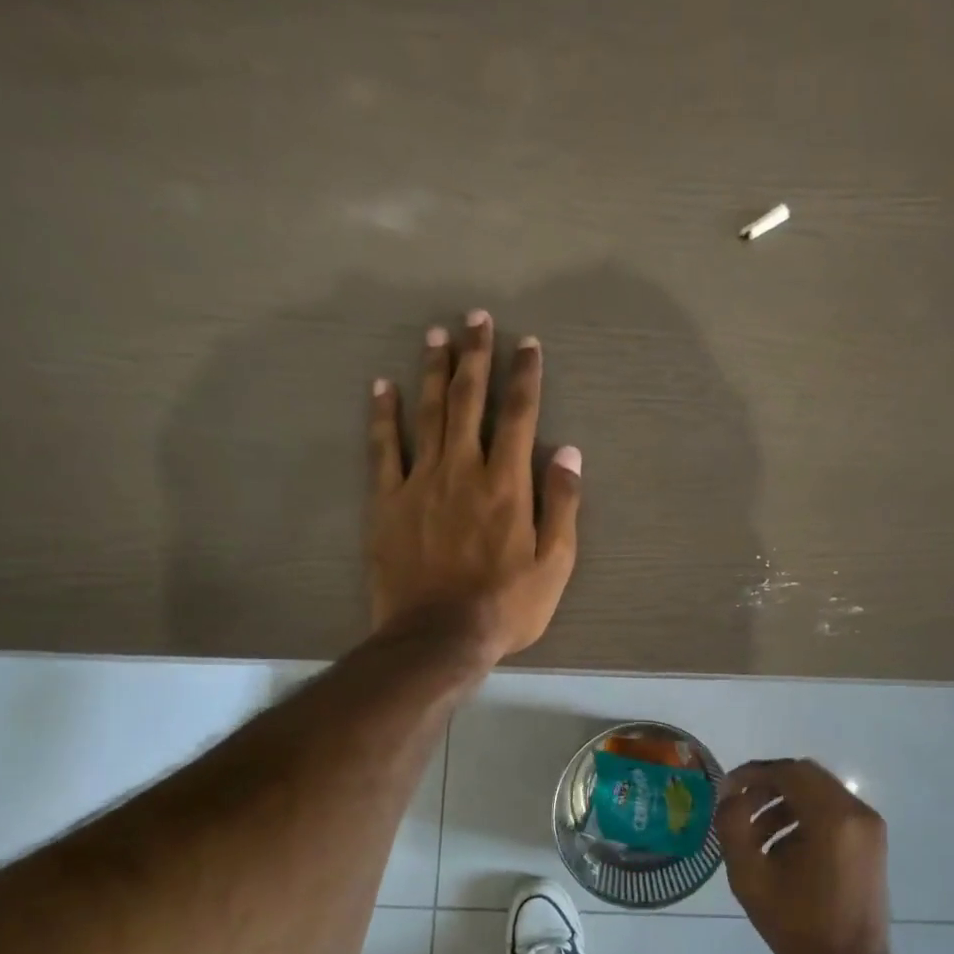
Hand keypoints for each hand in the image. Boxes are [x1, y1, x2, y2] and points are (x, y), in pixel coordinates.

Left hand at [367, 311, 581, 661]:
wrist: (438, 636)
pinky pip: (384, 448)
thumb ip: (562, 505)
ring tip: (436, 335)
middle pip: (469, 400)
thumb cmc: (505, 605)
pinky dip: (384, 415)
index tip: (527, 344)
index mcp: (507, 484)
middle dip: (475, 356)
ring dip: (433, 371)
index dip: (524, 376)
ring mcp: (421, 482)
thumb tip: (570, 453)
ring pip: (428, 413)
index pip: (520, 416)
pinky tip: (382, 386)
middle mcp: (464, 469)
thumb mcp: (554, 564)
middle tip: (476, 317)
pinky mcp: (388, 501)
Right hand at [716, 759, 894, 953]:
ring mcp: (869, 826)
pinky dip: (804, 816)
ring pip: (819, 793)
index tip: (726, 790)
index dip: (753, 774)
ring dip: (784, 802)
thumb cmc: (799, 925)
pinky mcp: (871, 841)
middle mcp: (857, 812)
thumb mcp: (750, 877)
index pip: (788, 771)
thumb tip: (729, 796)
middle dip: (768, 786)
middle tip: (738, 806)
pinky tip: (781, 847)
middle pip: (806, 776)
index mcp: (832, 817)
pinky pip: (833, 811)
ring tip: (754, 833)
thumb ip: (732, 826)